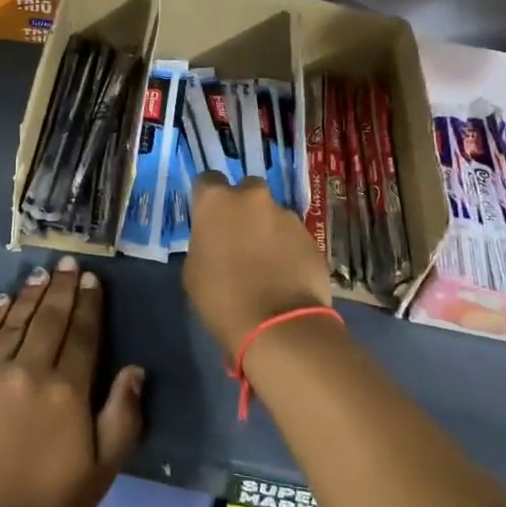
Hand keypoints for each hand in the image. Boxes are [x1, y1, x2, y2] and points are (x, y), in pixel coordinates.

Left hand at [0, 256, 144, 506]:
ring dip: (31, 294)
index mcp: (68, 391)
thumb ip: (122, 417)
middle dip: (63, 288)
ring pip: (16, 321)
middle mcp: (31, 370)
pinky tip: (3, 300)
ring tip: (42, 274)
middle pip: (51, 319)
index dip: (89, 304)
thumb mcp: (100, 472)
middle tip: (69, 262)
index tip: (92, 279)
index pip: (83, 335)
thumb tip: (134, 368)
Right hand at [184, 172, 331, 354]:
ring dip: (267, 230)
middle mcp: (252, 197)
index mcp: (216, 201)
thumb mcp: (193, 271)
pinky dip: (288, 249)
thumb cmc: (222, 298)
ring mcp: (286, 216)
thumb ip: (203, 243)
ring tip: (266, 263)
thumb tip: (214, 241)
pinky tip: (285, 276)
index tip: (208, 218)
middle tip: (238, 238)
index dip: (207, 198)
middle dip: (243, 208)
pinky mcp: (312, 237)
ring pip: (273, 215)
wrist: (279, 326)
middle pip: (246, 190)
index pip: (207, 180)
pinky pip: (293, 237)